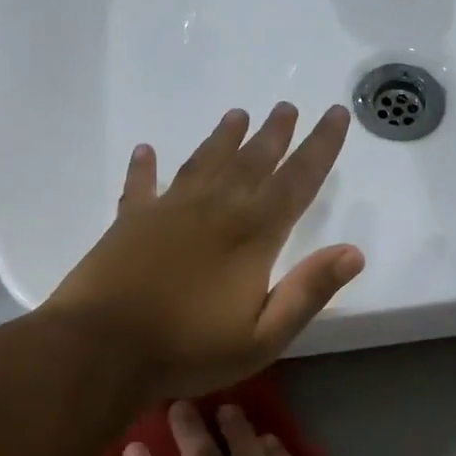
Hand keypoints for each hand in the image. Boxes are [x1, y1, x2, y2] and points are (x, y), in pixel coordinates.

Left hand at [48, 103, 363, 401]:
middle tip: (287, 106)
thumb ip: (308, 292)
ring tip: (237, 115)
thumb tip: (354, 252)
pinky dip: (145, 167)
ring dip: (223, 138)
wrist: (101, 349)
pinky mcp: (130, 221)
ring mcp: (169, 210)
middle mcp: (215, 208)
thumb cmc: (188, 349)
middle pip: (252, 161)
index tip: (335, 114)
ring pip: (204, 162)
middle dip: (274, 133)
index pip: (297, 180)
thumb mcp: (263, 337)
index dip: (320, 146)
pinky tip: (146, 150)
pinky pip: (141, 185)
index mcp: (252, 234)